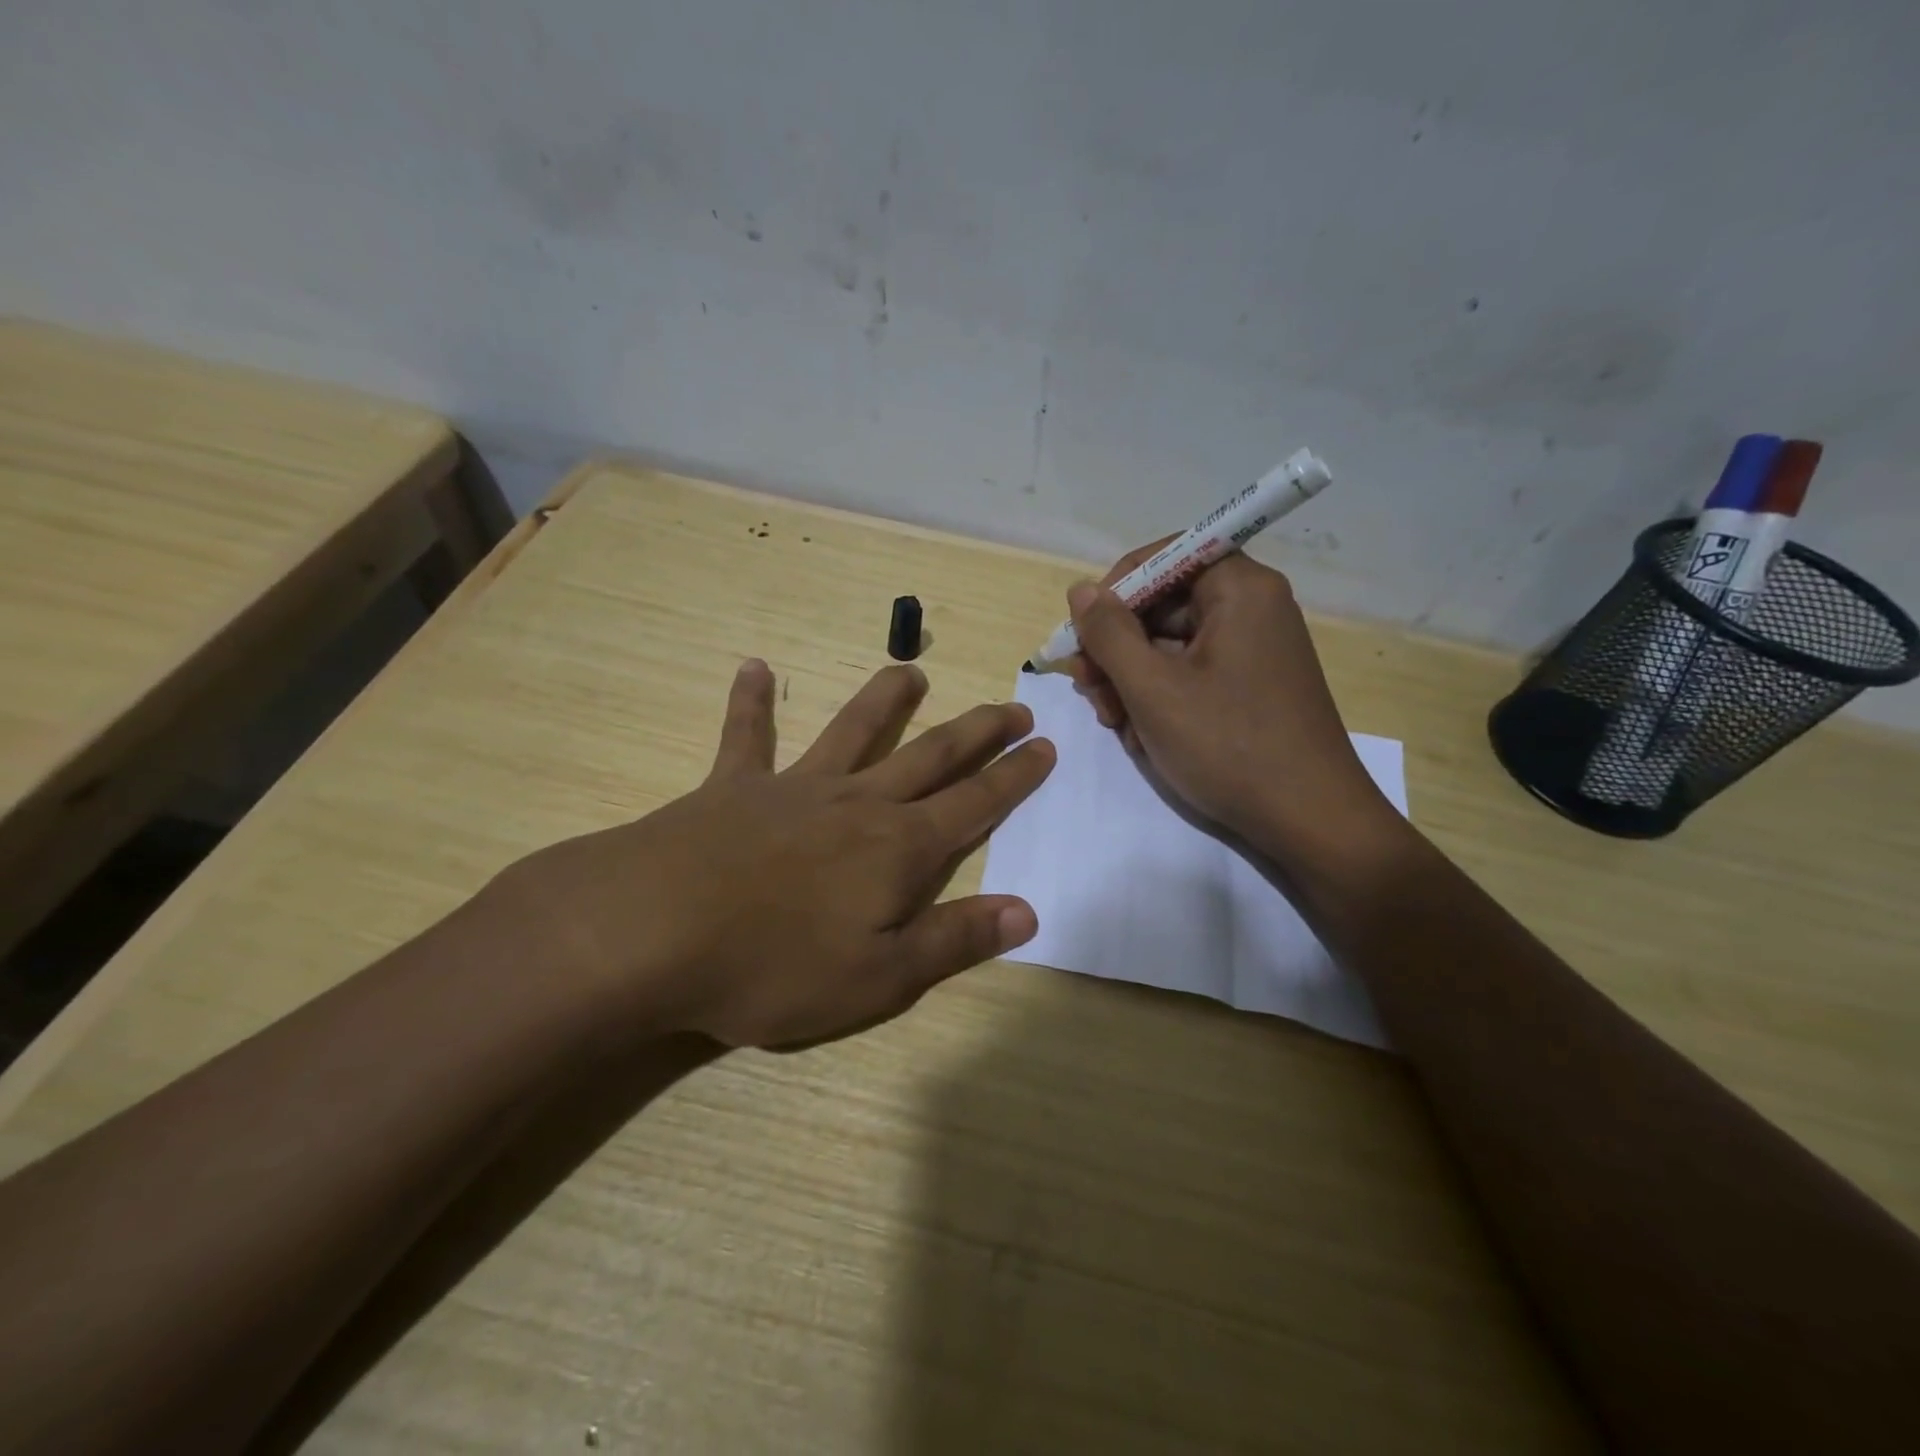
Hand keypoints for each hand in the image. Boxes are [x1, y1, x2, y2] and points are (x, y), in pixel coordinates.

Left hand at [492, 660, 1054, 1048]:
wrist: (651, 931)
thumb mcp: (878, 978)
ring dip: (886, 699)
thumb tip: (1027, 912)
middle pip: (931, 756)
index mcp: (898, 849)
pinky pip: (746, 736)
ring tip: (912, 671)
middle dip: (978, 732)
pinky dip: (750, 702)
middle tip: (1012, 707)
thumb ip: (954, 940)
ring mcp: (795, 787)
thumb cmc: (772, 966)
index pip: (975, 804)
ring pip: (853, 730)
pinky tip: (751, 666)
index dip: (1015, 777)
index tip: (1044, 746)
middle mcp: (858, 803)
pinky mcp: (732, 786)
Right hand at [1063, 545, 1398, 864]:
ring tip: (1114, 722)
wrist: (1308, 820)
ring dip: (1131, 678)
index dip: (1115, 589)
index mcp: (1239, 589)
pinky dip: (1160, 697)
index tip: (1084, 633)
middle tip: (1089, 690)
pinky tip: (1143, 736)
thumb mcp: (1152, 688)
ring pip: (1170, 645)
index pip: (1164, 556)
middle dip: (1117, 647)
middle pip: (1163, 604)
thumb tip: (1081, 591)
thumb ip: (1109, 633)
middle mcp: (1252, 607)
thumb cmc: (1228, 745)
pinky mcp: (1251, 686)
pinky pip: (1191, 673)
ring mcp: (1253, 649)